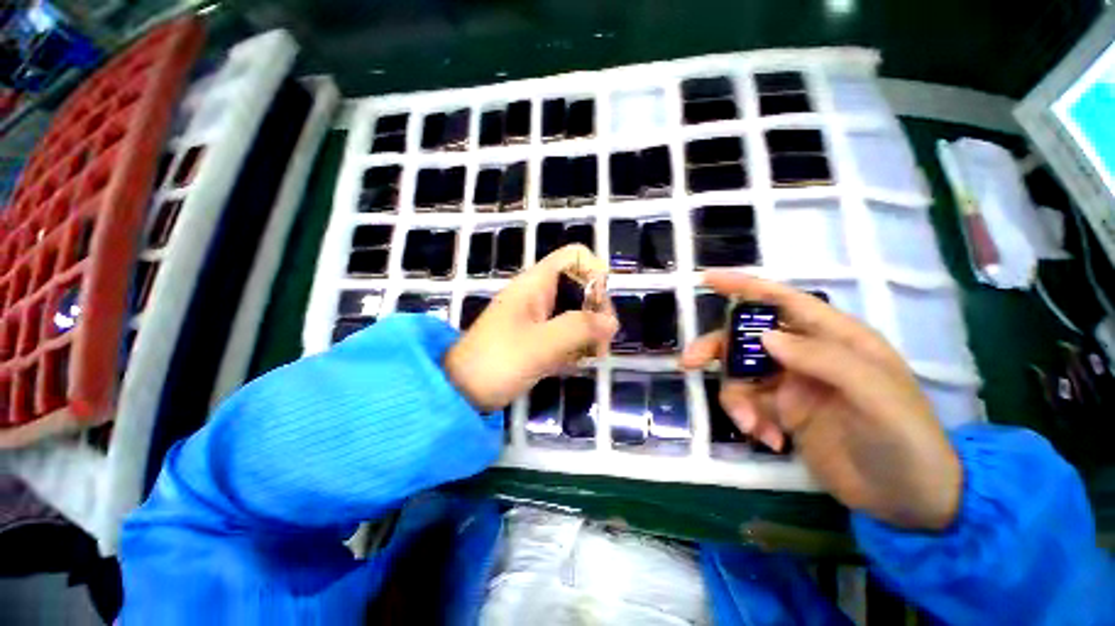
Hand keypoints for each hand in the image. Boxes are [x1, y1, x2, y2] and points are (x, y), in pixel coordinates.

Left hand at [444, 245, 617, 412]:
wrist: (460, 392)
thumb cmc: (497, 362)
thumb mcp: (541, 345)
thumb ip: (579, 329)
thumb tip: (612, 322)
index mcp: (536, 284)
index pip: (576, 257)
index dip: (595, 274)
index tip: (598, 307)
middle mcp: (539, 294)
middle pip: (581, 286)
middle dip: (596, 310)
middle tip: (600, 342)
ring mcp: (538, 315)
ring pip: (576, 311)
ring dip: (589, 331)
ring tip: (590, 357)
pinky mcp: (537, 336)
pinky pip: (566, 331)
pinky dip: (575, 344)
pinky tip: (575, 363)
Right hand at [681, 270, 961, 530]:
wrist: (908, 499)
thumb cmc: (905, 440)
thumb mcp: (875, 396)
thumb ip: (823, 359)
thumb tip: (764, 336)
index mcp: (834, 338)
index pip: (783, 301)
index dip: (744, 286)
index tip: (708, 279)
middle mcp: (806, 355)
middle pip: (746, 338)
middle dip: (717, 349)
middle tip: (689, 362)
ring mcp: (791, 384)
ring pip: (741, 374)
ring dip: (735, 398)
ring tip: (752, 426)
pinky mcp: (783, 412)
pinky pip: (748, 404)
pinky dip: (748, 419)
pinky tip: (769, 440)